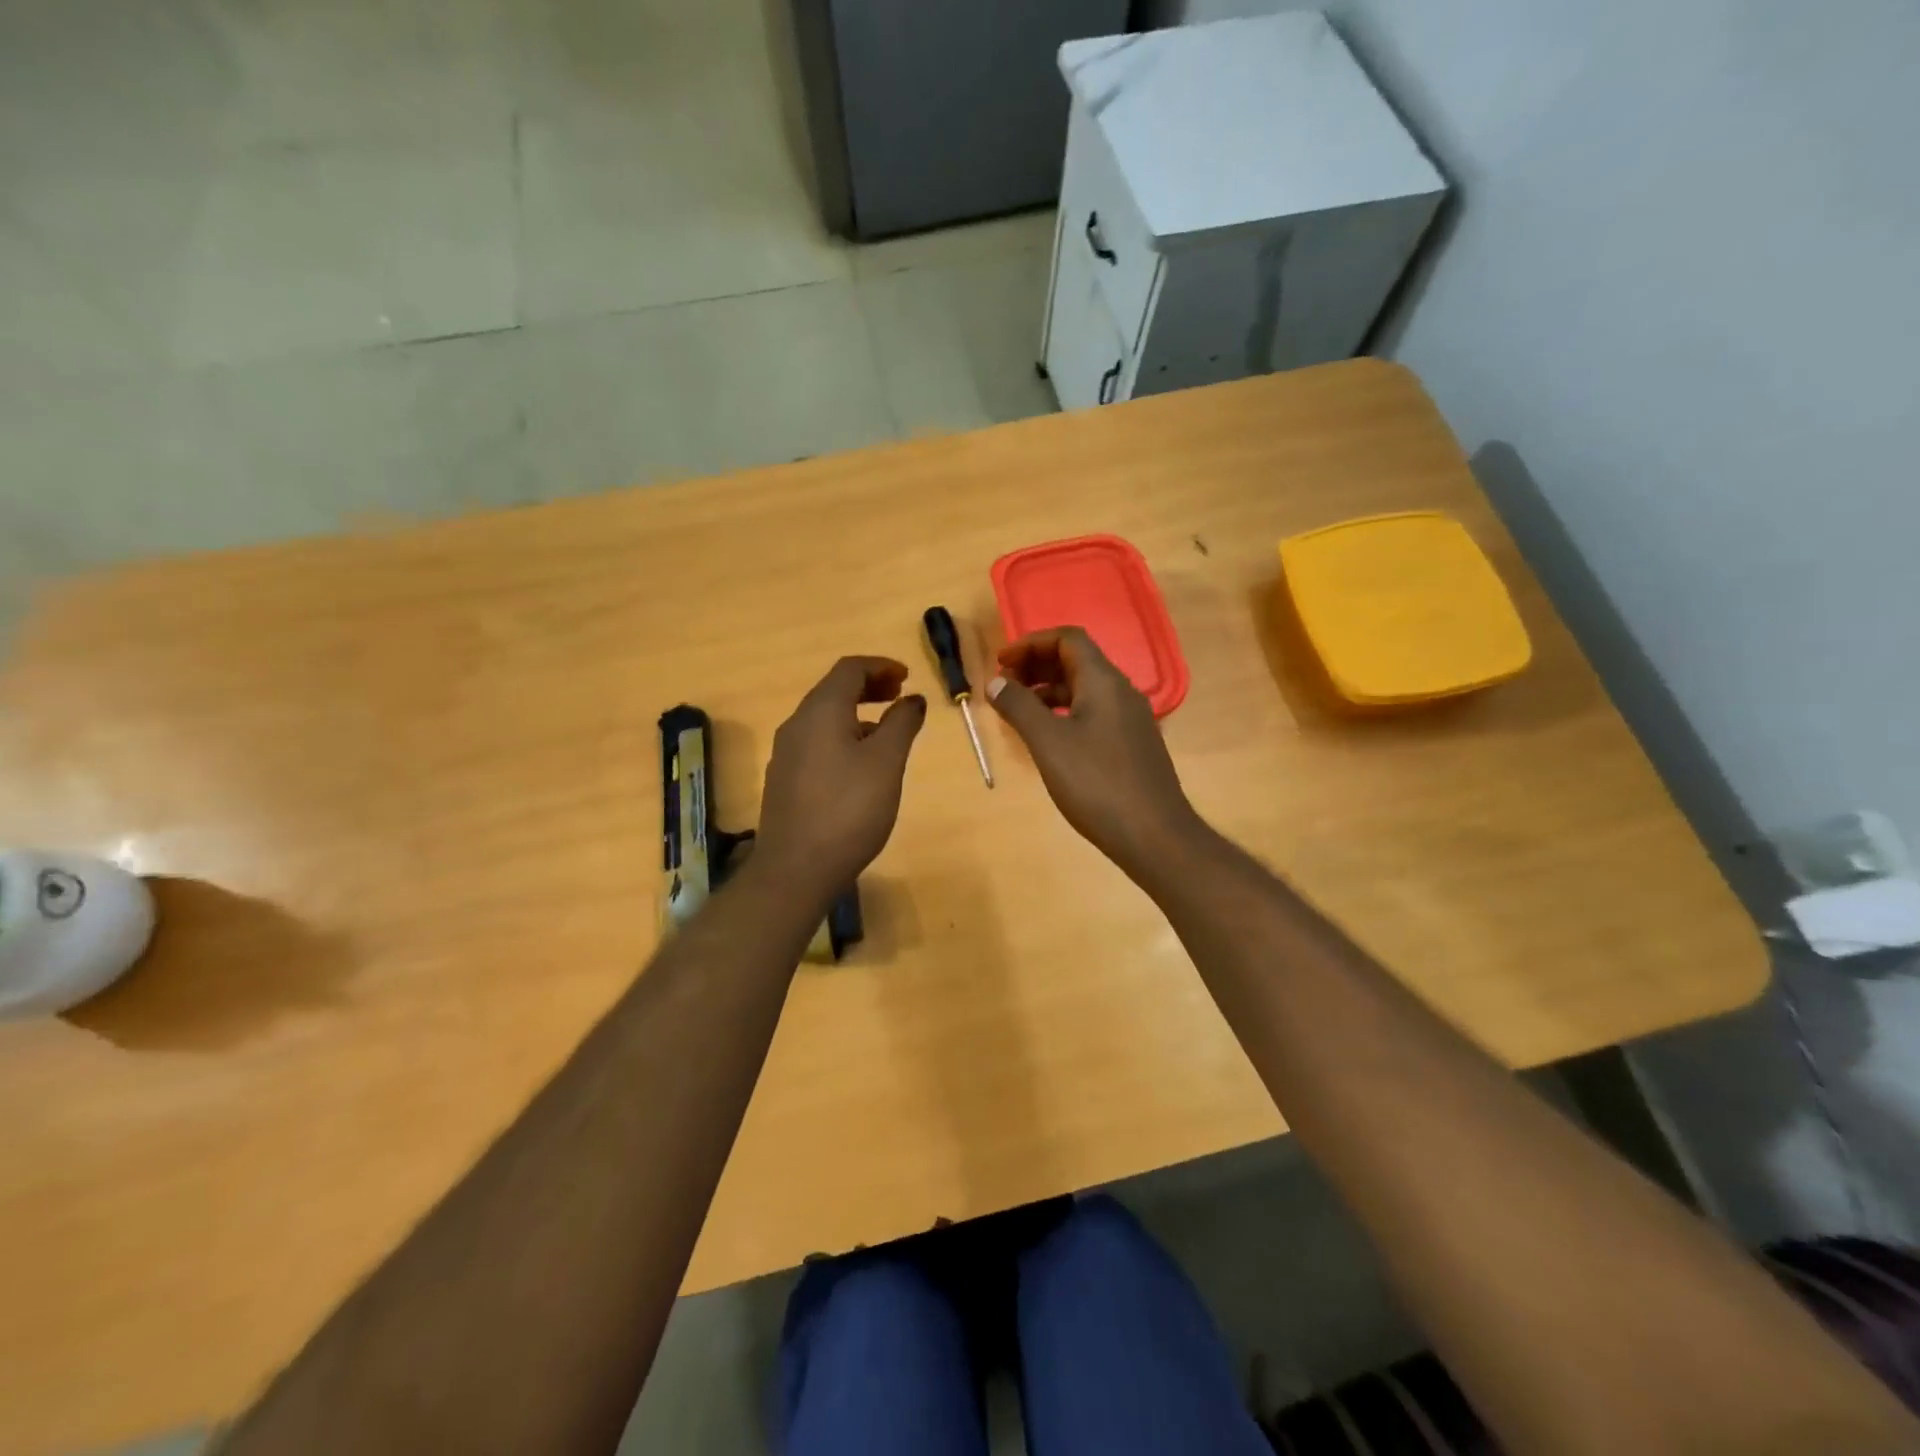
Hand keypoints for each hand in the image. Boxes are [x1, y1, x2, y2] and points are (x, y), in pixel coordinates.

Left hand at [754, 657, 926, 903]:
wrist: (796, 868)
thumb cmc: (849, 809)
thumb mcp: (886, 762)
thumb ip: (902, 723)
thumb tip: (912, 699)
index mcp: (821, 711)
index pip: (849, 669)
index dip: (881, 666)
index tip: (907, 677)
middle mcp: (797, 724)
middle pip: (833, 689)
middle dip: (868, 686)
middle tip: (899, 696)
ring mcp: (786, 753)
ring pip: (824, 717)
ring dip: (856, 712)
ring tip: (887, 732)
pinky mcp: (784, 779)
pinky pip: (816, 741)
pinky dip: (842, 735)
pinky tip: (860, 764)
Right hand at [986, 628, 1200, 876]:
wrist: (1154, 835)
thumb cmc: (1097, 784)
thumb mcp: (1048, 743)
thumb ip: (1019, 707)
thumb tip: (996, 682)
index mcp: (1104, 681)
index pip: (1068, 639)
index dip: (1031, 643)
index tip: (1001, 664)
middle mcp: (1121, 692)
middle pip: (1077, 661)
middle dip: (1037, 666)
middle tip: (1004, 686)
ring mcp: (1130, 720)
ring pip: (1084, 690)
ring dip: (1049, 692)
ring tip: (1018, 712)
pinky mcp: (1132, 745)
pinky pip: (1093, 714)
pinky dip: (1065, 714)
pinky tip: (1048, 739)